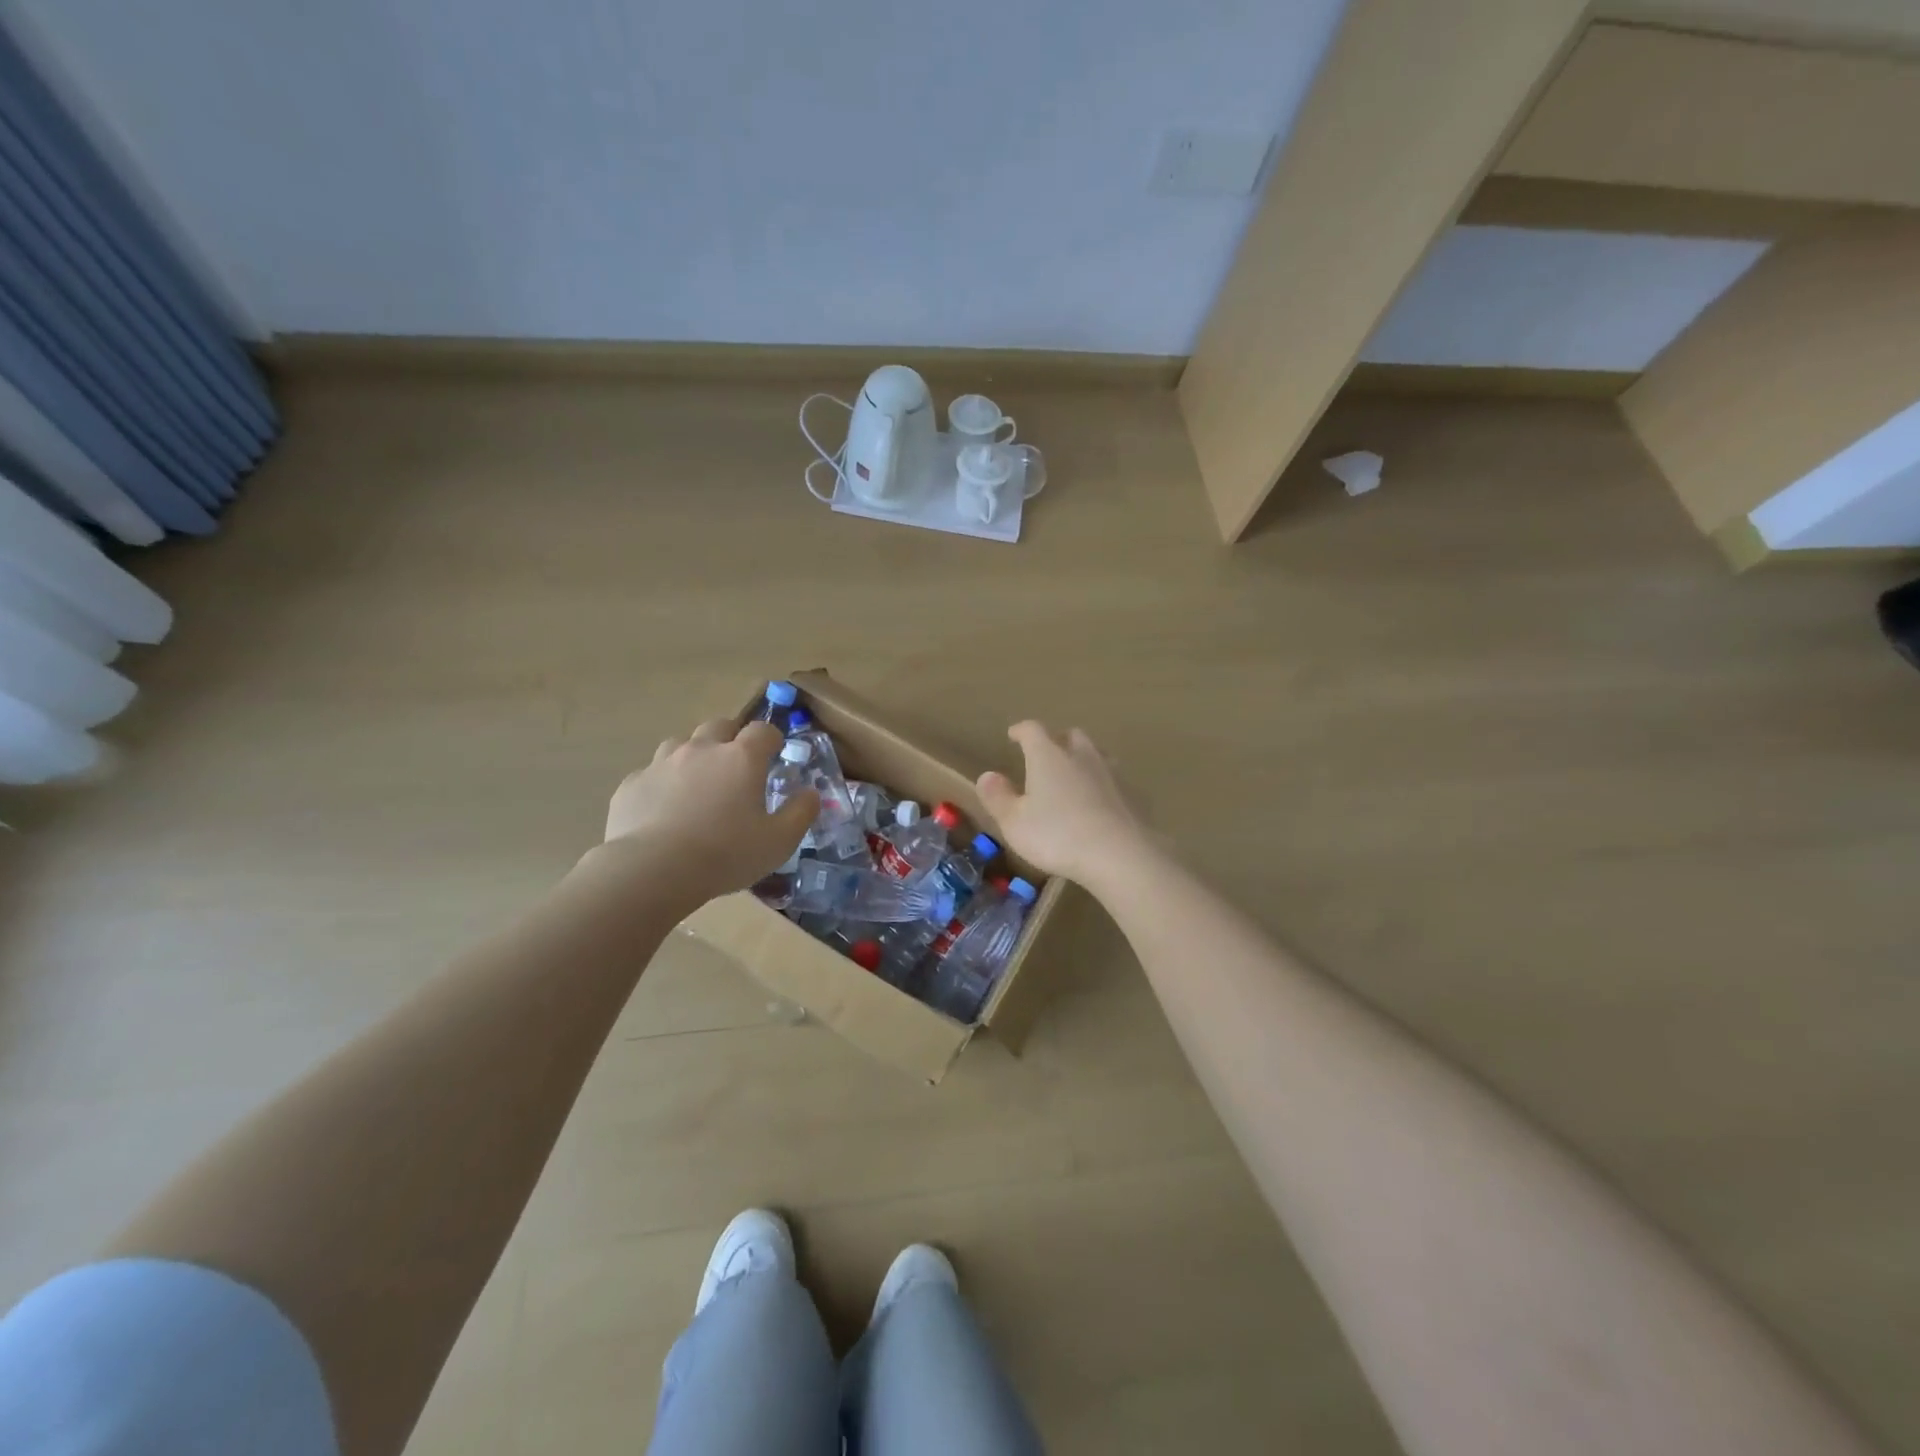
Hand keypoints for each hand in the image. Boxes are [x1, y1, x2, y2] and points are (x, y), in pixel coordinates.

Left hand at [596, 718, 816, 906]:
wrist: (652, 871)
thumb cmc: (725, 854)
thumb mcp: (779, 841)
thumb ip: (801, 813)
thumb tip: (811, 794)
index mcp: (742, 758)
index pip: (762, 730)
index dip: (771, 738)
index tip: (775, 753)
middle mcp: (702, 749)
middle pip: (720, 725)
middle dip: (731, 737)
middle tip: (737, 765)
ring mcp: (662, 763)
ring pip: (681, 743)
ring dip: (694, 754)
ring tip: (698, 783)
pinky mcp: (632, 784)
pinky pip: (651, 772)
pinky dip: (663, 782)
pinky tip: (664, 808)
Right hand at [976, 722, 1145, 886]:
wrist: (1120, 855)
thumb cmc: (1058, 836)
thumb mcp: (1014, 822)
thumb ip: (998, 797)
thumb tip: (988, 775)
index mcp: (1048, 756)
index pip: (1032, 730)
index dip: (1021, 730)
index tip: (1013, 735)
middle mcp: (1081, 755)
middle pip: (1070, 735)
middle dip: (1056, 739)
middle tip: (1045, 753)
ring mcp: (1110, 773)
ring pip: (1096, 753)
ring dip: (1082, 758)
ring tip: (1073, 774)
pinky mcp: (1131, 794)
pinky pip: (1112, 779)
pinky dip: (1101, 783)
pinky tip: (1098, 801)